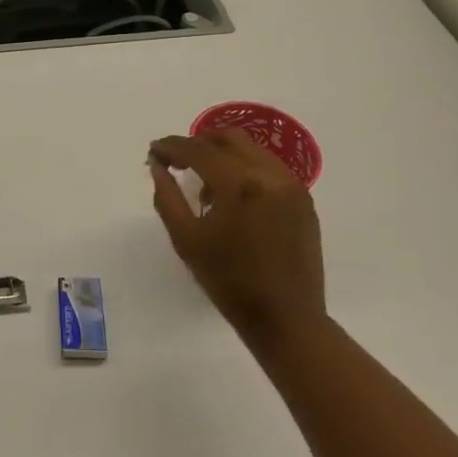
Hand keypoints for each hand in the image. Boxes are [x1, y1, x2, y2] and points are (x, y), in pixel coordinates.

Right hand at [149, 129, 326, 352]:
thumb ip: (167, 196)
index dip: (171, 146)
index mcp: (239, 184)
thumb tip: (158, 166)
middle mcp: (269, 174)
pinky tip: (232, 196)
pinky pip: (268, 167)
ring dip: (222, 154)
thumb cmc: (228, 281)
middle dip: (198, 143)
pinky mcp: (303, 198)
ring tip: (204, 182)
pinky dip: (245, 169)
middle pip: (227, 138)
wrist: (286, 318)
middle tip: (177, 161)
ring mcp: (291, 185)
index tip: (154, 151)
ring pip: (251, 149)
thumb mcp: (186, 240)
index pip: (198, 150)